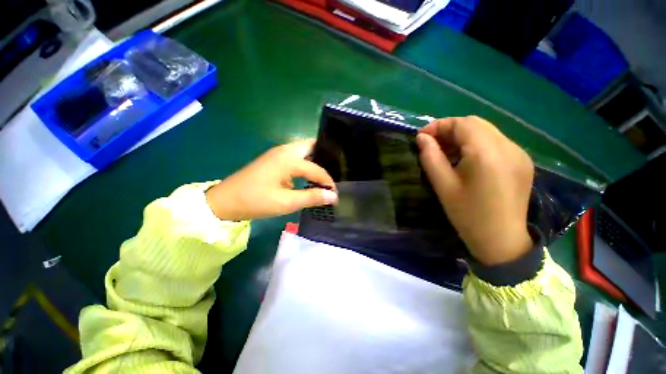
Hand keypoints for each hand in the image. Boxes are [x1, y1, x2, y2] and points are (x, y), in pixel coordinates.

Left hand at [205, 139, 337, 220]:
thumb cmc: (255, 201)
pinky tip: (309, 175)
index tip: (335, 193)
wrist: (224, 201)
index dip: (328, 182)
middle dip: (325, 157)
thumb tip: (333, 196)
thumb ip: (312, 197)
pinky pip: (296, 156)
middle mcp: (285, 150)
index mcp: (288, 159)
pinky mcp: (274, 159)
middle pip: (311, 146)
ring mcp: (278, 153)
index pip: (317, 169)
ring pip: (304, 150)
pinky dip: (306, 163)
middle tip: (335, 171)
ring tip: (326, 173)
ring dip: (315, 159)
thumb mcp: (286, 202)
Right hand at [416, 116, 534, 265]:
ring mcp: (519, 153)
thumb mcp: (443, 185)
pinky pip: (496, 142)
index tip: (421, 136)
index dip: (439, 125)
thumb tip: (422, 138)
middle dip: (450, 129)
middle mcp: (508, 146)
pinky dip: (476, 144)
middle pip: (475, 124)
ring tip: (446, 152)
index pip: (461, 123)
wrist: (502, 241)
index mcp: (487, 152)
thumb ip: (430, 157)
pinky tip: (466, 160)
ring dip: (463, 136)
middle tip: (432, 144)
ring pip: (486, 131)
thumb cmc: (467, 214)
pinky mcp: (522, 161)